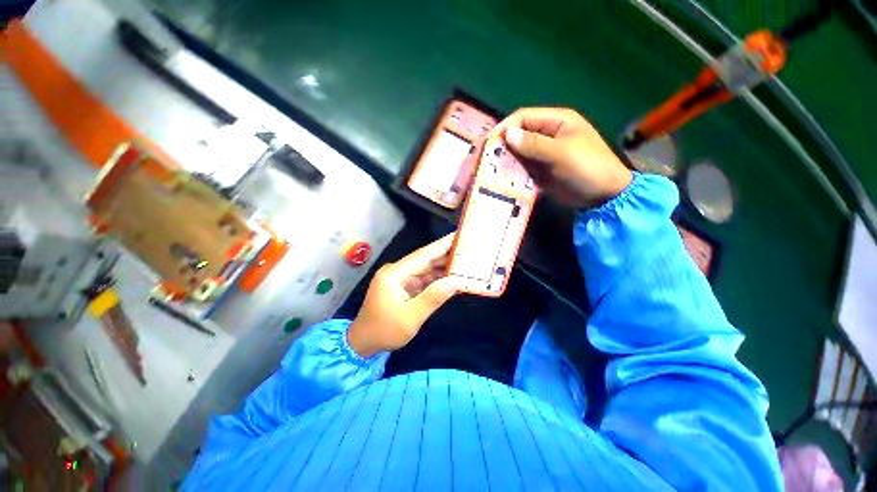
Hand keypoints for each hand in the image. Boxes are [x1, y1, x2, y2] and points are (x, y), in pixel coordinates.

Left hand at [347, 233, 460, 356]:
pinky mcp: (402, 286)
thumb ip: (432, 297)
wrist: (364, 343)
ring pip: (425, 269)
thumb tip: (456, 282)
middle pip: (425, 260)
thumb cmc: (385, 331)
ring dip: (443, 267)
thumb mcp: (410, 318)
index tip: (458, 236)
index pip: (422, 255)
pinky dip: (436, 279)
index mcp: (394, 274)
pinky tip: (451, 278)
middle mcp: (396, 271)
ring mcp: (399, 278)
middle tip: (467, 249)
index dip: (441, 245)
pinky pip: (422, 279)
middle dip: (446, 255)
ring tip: (464, 262)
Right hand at [492, 107, 631, 207]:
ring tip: (491, 171)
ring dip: (506, 160)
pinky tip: (503, 179)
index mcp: (556, 121)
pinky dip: (512, 172)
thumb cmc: (587, 168)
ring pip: (518, 152)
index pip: (524, 117)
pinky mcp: (540, 169)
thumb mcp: (561, 154)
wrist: (602, 195)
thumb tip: (508, 135)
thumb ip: (534, 144)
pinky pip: (522, 167)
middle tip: (487, 159)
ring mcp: (543, 153)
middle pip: (518, 135)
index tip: (490, 142)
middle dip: (503, 145)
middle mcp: (547, 134)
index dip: (506, 127)